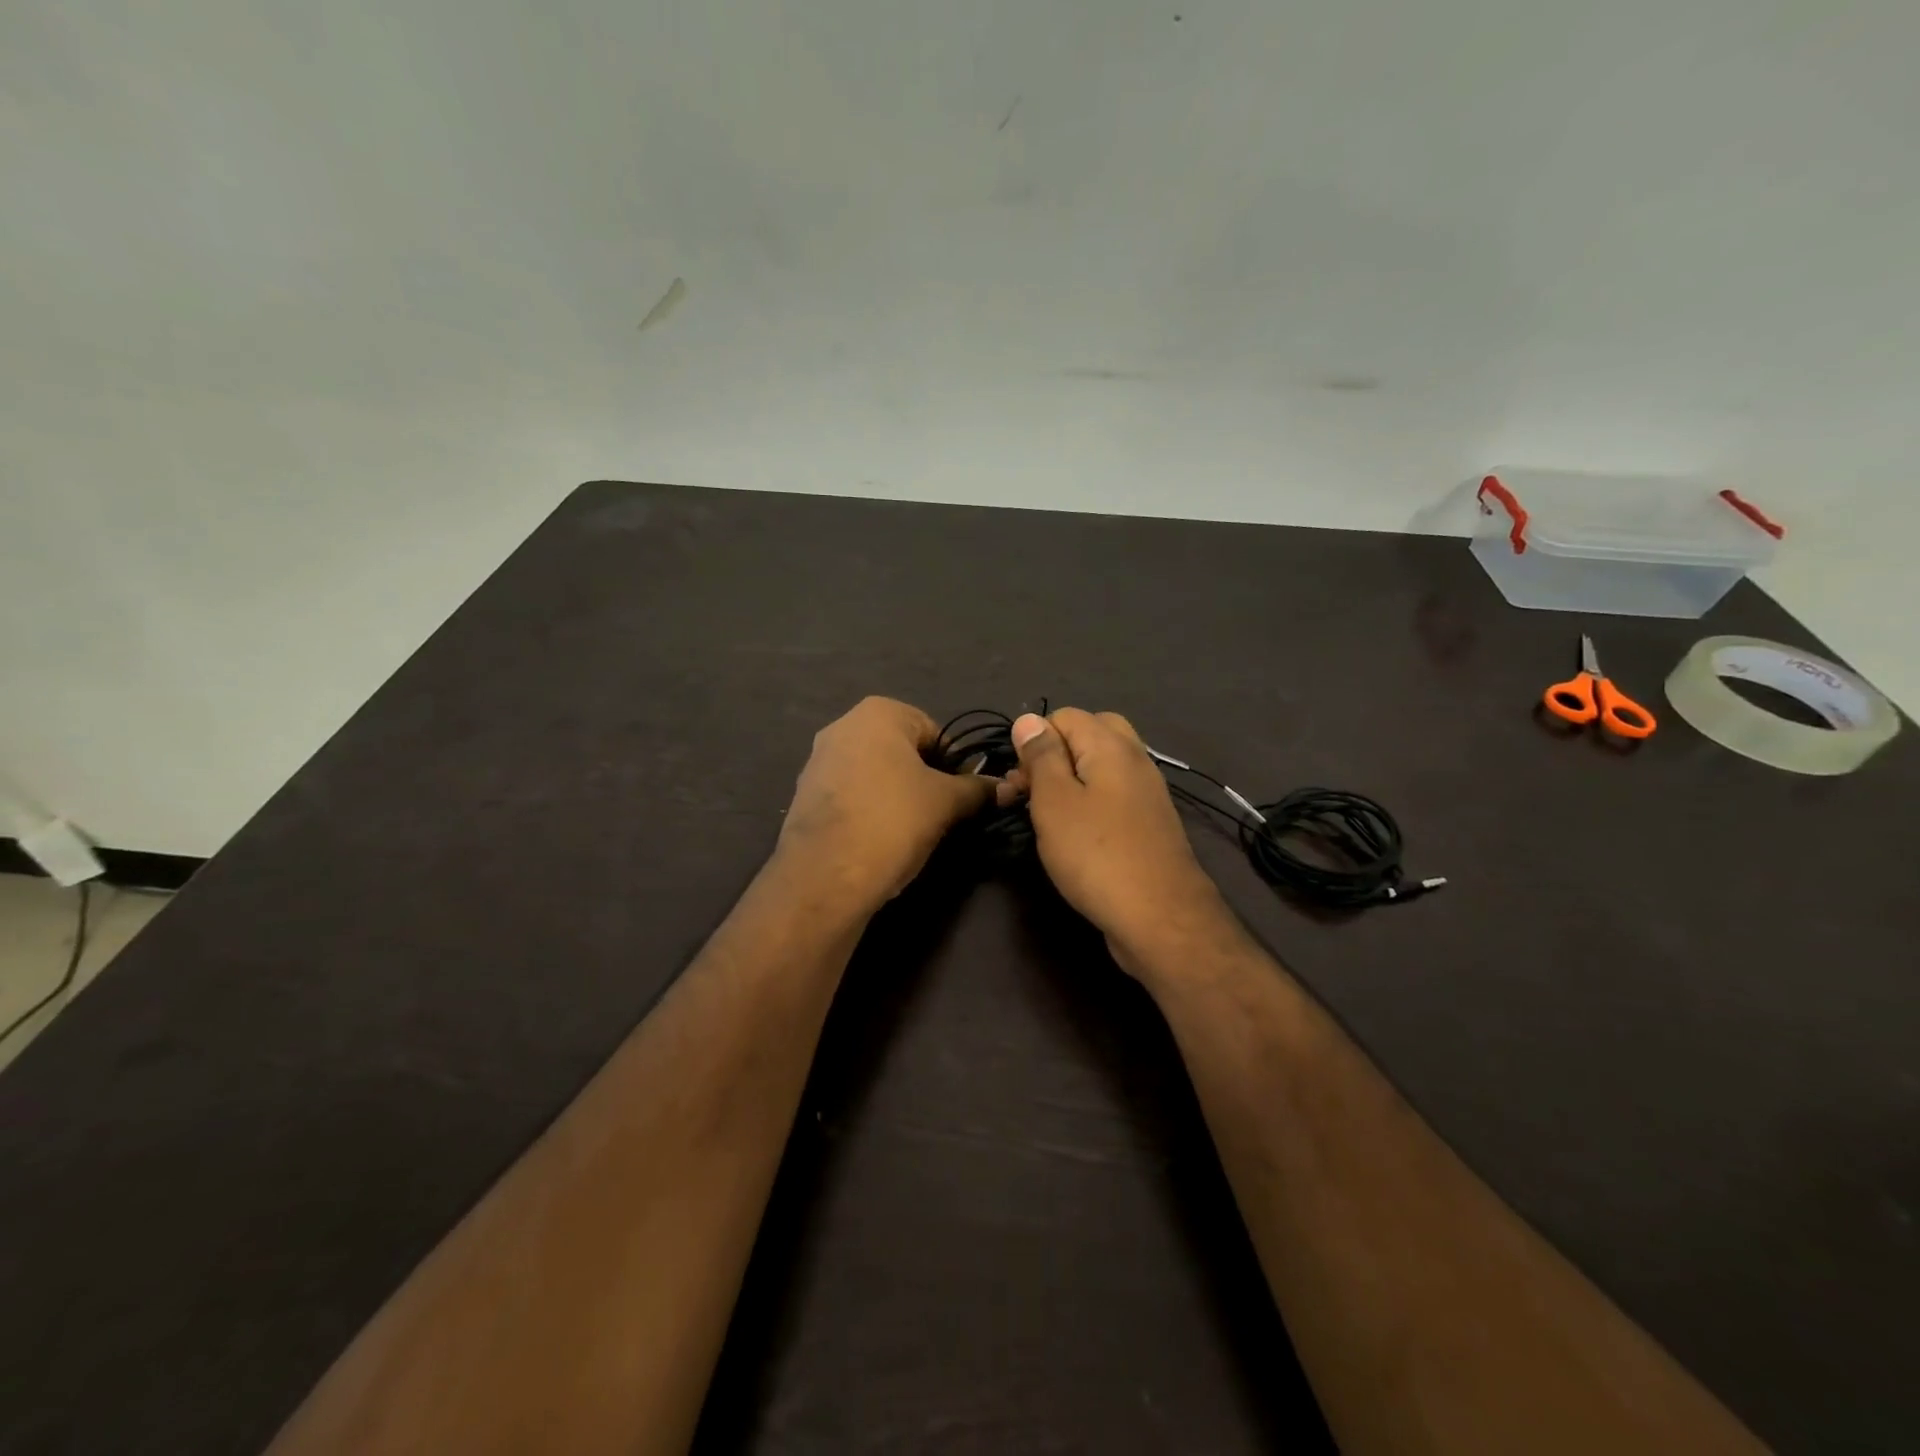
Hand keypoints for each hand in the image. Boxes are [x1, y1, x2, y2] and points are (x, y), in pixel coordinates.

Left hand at [777, 697, 996, 912]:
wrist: (825, 875)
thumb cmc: (893, 820)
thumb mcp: (946, 803)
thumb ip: (976, 789)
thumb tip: (1005, 787)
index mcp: (878, 712)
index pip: (934, 732)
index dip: (955, 764)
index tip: (963, 795)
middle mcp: (843, 726)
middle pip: (902, 751)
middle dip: (924, 779)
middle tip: (942, 813)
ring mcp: (818, 761)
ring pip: (875, 775)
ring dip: (897, 796)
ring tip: (912, 831)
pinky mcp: (805, 796)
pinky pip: (851, 796)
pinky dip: (869, 812)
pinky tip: (880, 840)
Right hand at [1009, 709, 1231, 975]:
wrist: (1160, 917)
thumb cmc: (1096, 854)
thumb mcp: (1055, 801)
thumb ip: (1041, 756)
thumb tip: (1028, 719)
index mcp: (1110, 745)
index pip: (1063, 716)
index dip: (1033, 741)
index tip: (1018, 781)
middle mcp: (1134, 759)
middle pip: (1089, 735)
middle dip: (1054, 755)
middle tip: (1032, 792)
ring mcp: (1146, 792)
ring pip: (1101, 767)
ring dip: (1070, 782)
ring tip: (1047, 817)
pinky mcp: (1149, 822)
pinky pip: (1113, 795)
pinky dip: (1090, 803)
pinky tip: (1076, 834)